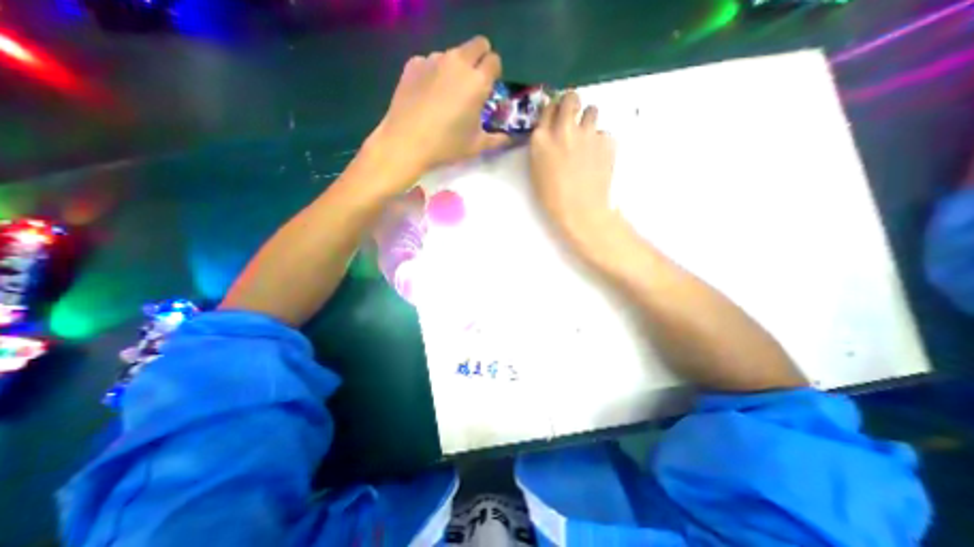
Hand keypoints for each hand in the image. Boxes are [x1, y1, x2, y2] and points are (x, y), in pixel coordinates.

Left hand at [368, 35, 509, 183]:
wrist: (407, 142)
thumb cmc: (447, 145)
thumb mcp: (476, 146)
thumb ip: (497, 139)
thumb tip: (509, 138)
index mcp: (477, 81)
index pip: (494, 60)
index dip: (494, 73)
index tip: (488, 88)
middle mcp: (458, 62)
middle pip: (477, 44)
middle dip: (479, 59)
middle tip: (472, 83)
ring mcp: (433, 59)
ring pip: (452, 53)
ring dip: (456, 67)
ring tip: (446, 94)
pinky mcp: (414, 63)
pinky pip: (430, 61)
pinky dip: (433, 73)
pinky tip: (427, 95)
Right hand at [530, 90, 617, 250]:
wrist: (581, 210)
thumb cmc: (552, 198)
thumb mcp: (537, 171)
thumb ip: (542, 147)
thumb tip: (551, 134)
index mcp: (542, 139)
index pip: (548, 107)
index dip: (553, 109)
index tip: (556, 115)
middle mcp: (564, 129)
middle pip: (571, 98)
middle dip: (572, 103)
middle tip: (573, 116)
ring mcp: (588, 133)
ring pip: (592, 110)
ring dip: (588, 120)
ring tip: (587, 138)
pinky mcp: (606, 141)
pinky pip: (604, 133)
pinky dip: (600, 141)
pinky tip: (598, 157)